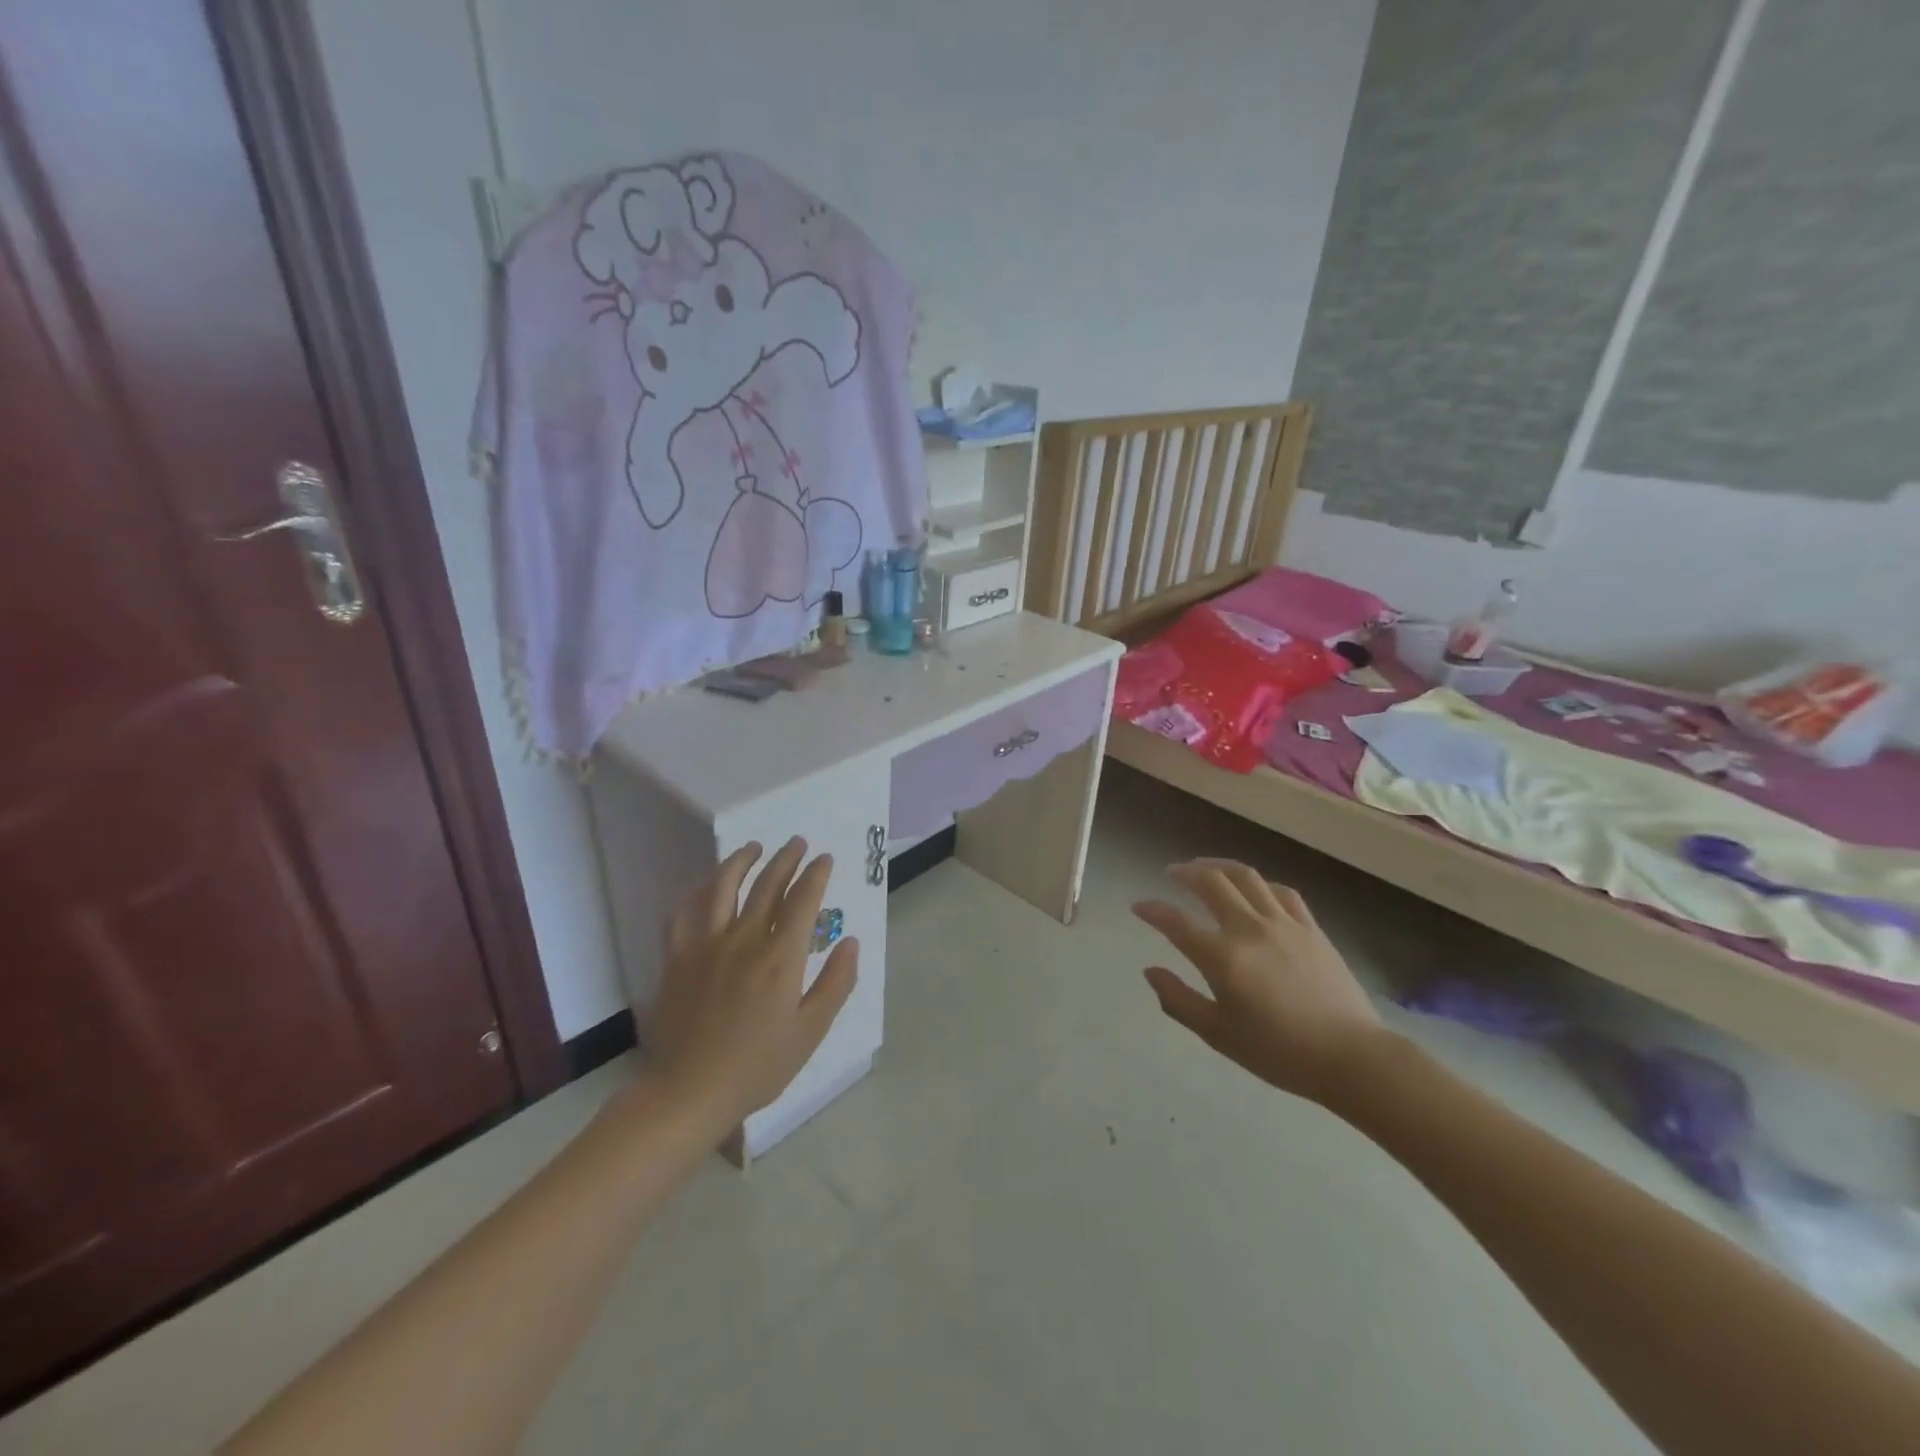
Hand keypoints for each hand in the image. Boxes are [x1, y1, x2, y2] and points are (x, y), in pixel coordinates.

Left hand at [646, 837, 857, 1131]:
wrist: (690, 1091)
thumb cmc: (758, 1066)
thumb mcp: (811, 1031)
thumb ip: (836, 982)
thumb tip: (849, 940)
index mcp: (781, 958)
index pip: (803, 900)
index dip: (816, 874)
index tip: (824, 859)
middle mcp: (745, 939)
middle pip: (767, 885)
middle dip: (786, 859)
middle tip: (797, 843)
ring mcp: (707, 945)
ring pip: (723, 888)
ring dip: (741, 861)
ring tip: (754, 847)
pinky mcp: (678, 957)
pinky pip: (685, 913)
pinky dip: (697, 892)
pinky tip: (706, 885)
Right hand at [1134, 859, 1385, 1105]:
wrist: (1351, 1057)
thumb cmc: (1279, 1052)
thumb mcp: (1218, 1035)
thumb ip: (1178, 1000)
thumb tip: (1150, 971)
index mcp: (1222, 957)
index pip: (1175, 922)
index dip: (1152, 910)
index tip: (1138, 906)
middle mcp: (1249, 929)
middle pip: (1211, 882)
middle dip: (1185, 872)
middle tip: (1172, 872)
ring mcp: (1283, 924)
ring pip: (1246, 877)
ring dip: (1219, 866)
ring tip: (1206, 867)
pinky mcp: (1311, 928)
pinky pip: (1282, 892)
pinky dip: (1260, 884)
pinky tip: (1254, 888)